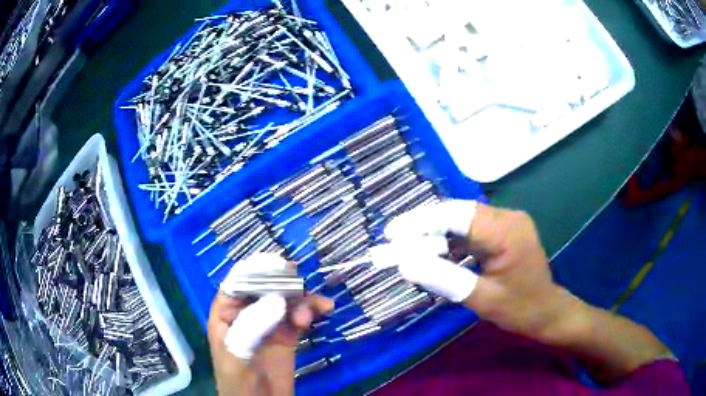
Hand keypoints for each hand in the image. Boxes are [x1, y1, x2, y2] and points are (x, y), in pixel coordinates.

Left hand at [207, 254, 332, 395]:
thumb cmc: (238, 382)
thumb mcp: (238, 355)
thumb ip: (253, 326)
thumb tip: (279, 299)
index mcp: (226, 314)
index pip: (237, 283)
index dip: (255, 270)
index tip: (279, 264)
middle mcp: (247, 314)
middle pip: (264, 288)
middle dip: (283, 283)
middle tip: (301, 284)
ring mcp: (268, 324)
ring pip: (285, 300)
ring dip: (302, 299)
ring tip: (316, 309)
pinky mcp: (287, 336)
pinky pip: (299, 316)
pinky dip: (311, 310)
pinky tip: (324, 310)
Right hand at [385, 200, 563, 339]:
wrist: (546, 311)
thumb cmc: (520, 309)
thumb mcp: (481, 299)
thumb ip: (444, 279)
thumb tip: (405, 264)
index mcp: (506, 231)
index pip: (457, 216)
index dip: (421, 222)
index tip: (392, 232)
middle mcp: (507, 217)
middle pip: (457, 213)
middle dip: (423, 226)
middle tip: (393, 240)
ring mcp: (506, 222)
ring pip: (461, 219)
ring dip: (434, 232)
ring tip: (407, 246)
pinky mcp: (502, 231)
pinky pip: (470, 229)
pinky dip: (449, 240)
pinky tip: (433, 251)